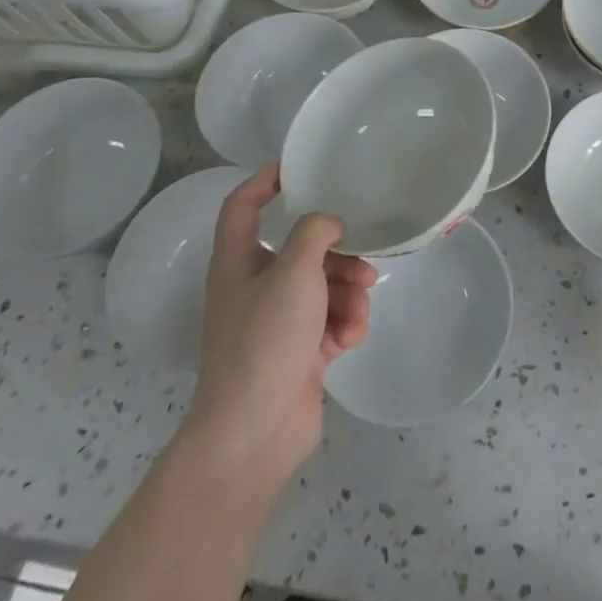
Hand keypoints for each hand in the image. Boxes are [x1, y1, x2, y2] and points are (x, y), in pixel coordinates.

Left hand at [183, 166, 376, 492]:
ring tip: (357, 307)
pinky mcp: (301, 352)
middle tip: (362, 259)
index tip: (298, 167)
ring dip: (348, 292)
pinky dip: (345, 324)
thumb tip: (330, 224)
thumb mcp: (293, 272)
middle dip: (337, 253)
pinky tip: (349, 339)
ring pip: (324, 285)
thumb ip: (315, 232)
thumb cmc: (265, 340)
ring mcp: (279, 322)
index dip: (265, 181)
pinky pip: (331, 319)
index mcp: (238, 261)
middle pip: (301, 248)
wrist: (255, 433)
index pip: (242, 206)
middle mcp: (256, 286)